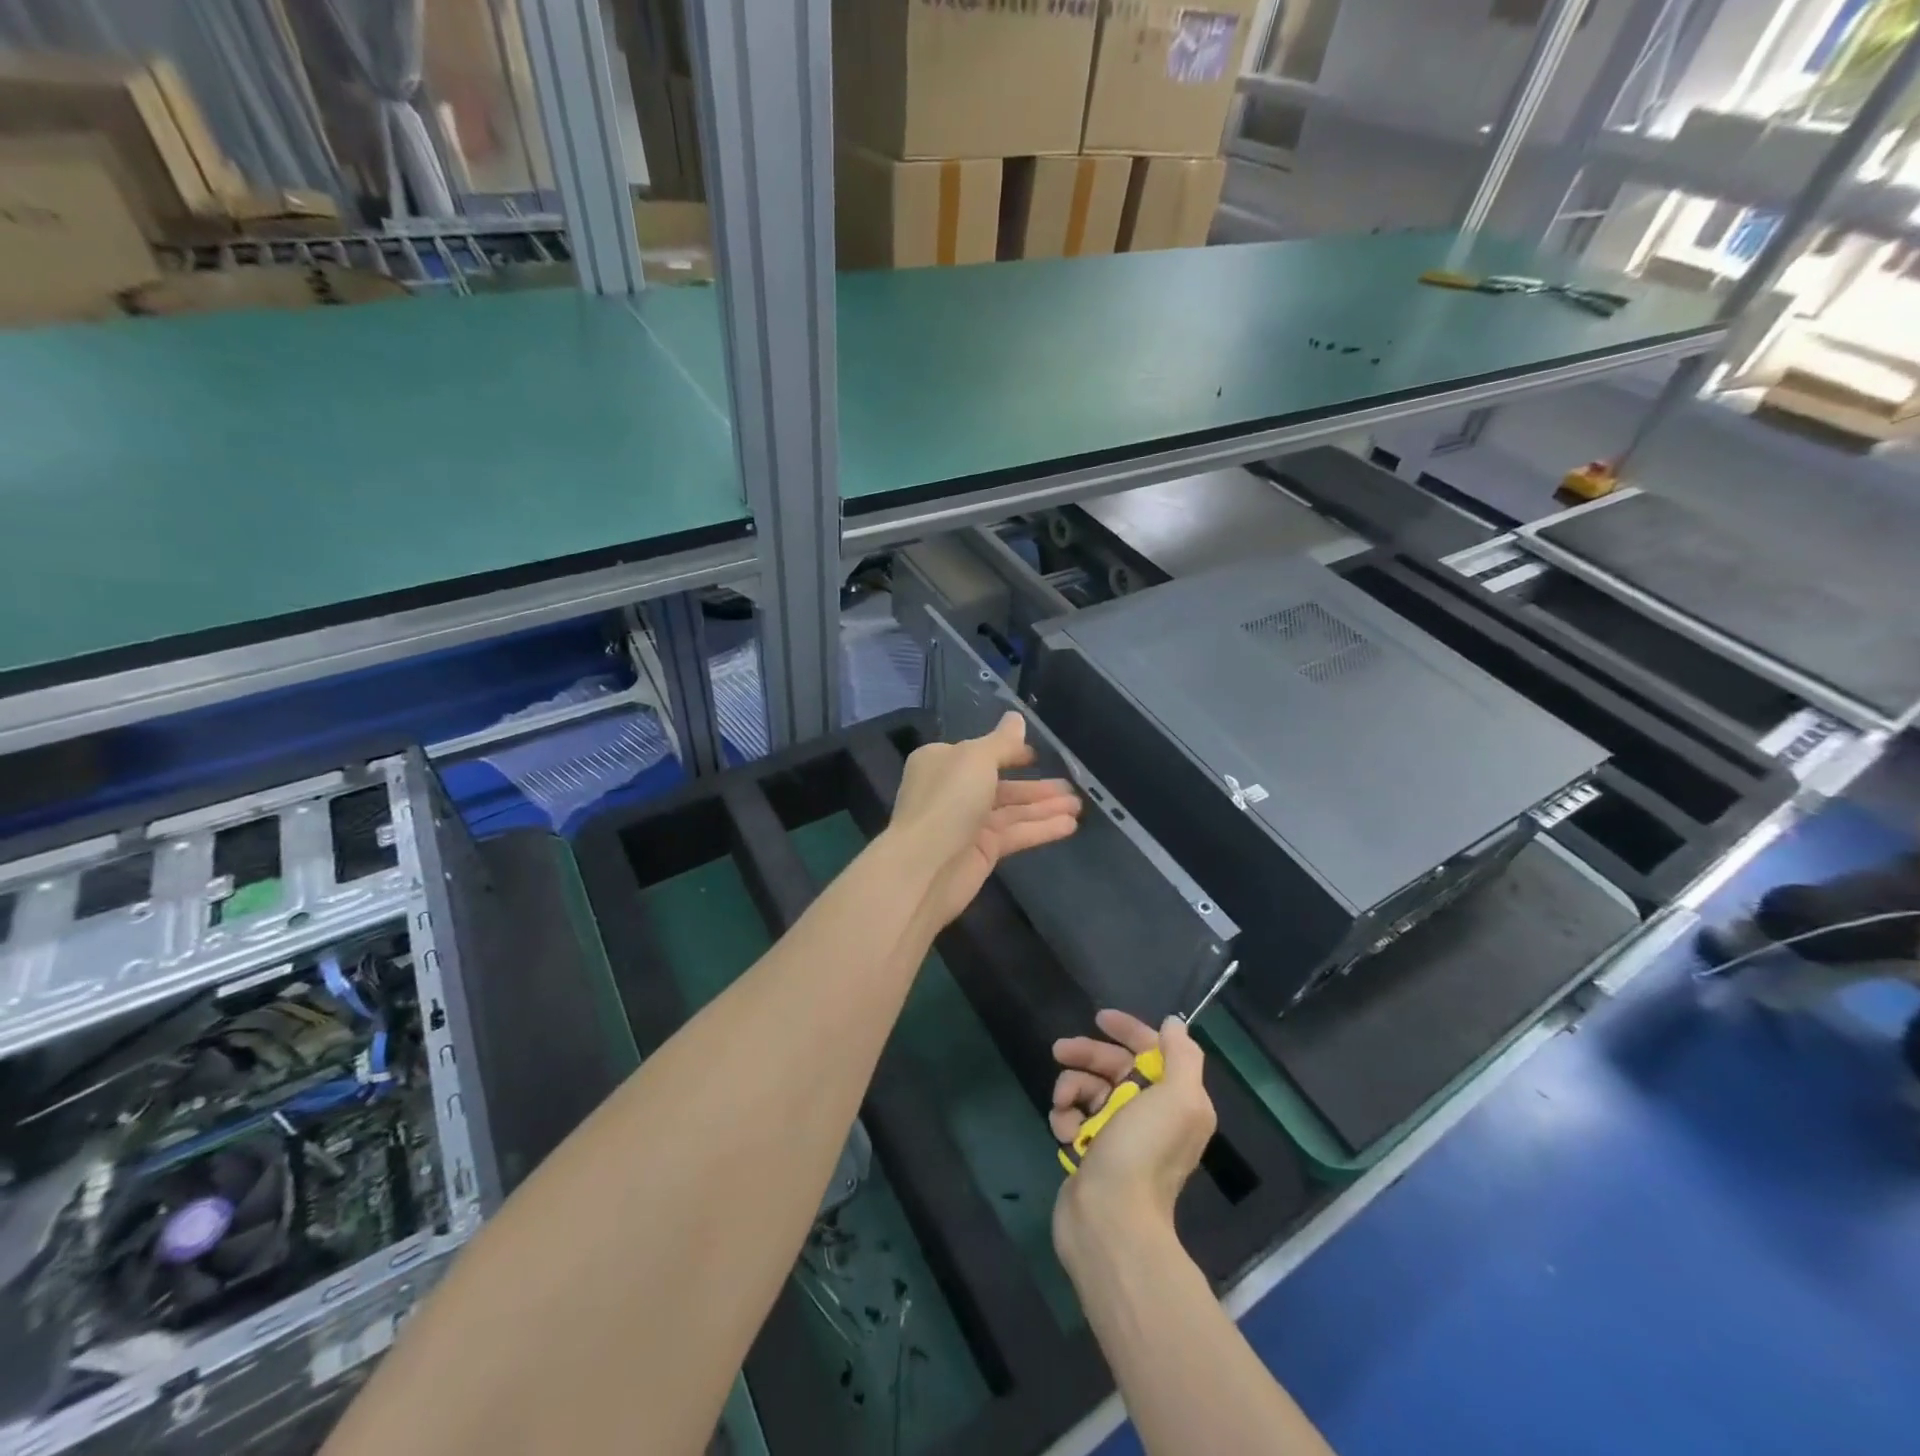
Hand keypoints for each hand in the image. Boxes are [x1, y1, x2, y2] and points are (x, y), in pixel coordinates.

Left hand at [890, 711, 1081, 926]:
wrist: (924, 867)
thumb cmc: (947, 801)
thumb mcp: (976, 759)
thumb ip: (1002, 742)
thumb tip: (1016, 718)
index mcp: (942, 762)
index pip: (981, 753)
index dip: (1010, 752)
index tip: (1039, 755)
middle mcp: (953, 791)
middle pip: (1001, 784)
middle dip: (1035, 785)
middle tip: (1072, 785)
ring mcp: (967, 823)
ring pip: (1012, 811)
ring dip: (1044, 807)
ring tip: (1078, 806)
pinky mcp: (981, 852)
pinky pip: (1016, 834)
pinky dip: (1041, 829)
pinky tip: (1069, 826)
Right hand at [1050, 1010, 1215, 1266]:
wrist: (1111, 1222)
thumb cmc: (1144, 1152)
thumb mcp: (1178, 1098)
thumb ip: (1182, 1056)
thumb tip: (1174, 1024)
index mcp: (1175, 1100)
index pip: (1152, 1050)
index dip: (1128, 1030)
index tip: (1099, 1018)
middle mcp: (1150, 1115)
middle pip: (1115, 1066)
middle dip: (1087, 1055)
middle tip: (1059, 1050)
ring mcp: (1118, 1136)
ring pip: (1089, 1090)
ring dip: (1071, 1089)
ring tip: (1063, 1105)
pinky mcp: (1091, 1154)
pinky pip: (1074, 1120)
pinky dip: (1066, 1119)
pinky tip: (1064, 1132)